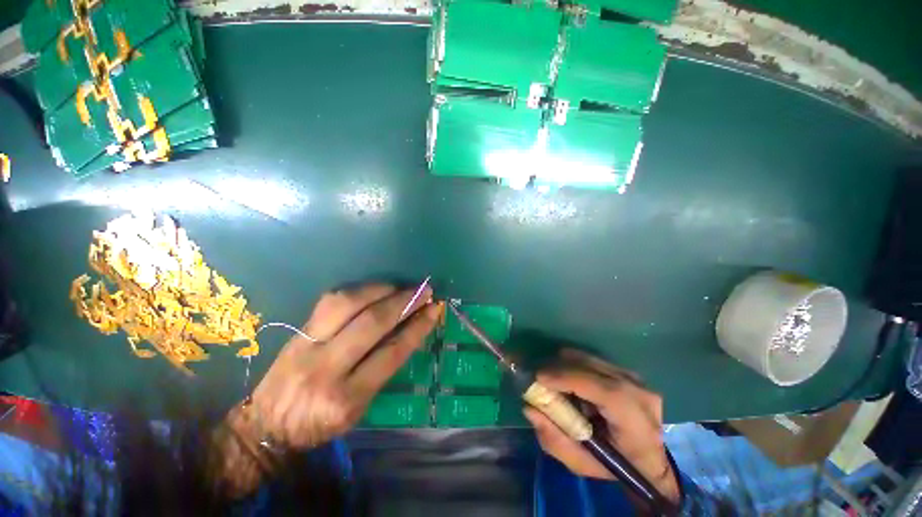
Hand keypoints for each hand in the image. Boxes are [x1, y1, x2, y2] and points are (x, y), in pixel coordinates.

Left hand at [217, 283, 438, 494]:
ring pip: (348, 304)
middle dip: (404, 302)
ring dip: (381, 290)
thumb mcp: (359, 408)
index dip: (417, 327)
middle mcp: (326, 368)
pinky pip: (331, 300)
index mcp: (346, 398)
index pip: (391, 352)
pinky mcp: (297, 331)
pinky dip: (359, 290)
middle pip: (372, 323)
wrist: (266, 426)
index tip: (434, 309)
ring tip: (400, 287)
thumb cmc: (320, 423)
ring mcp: (307, 345)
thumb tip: (411, 330)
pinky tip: (374, 289)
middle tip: (424, 291)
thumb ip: (384, 368)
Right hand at [523, 349, 679, 503]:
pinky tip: (569, 380)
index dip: (568, 378)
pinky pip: (592, 359)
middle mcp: (639, 392)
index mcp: (636, 422)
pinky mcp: (627, 371)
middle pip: (591, 366)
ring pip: (589, 358)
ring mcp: (635, 377)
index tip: (538, 378)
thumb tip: (530, 408)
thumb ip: (554, 440)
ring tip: (553, 381)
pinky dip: (574, 365)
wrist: (648, 458)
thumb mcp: (582, 464)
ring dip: (565, 366)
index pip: (603, 390)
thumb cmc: (616, 466)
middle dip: (558, 368)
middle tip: (538, 378)